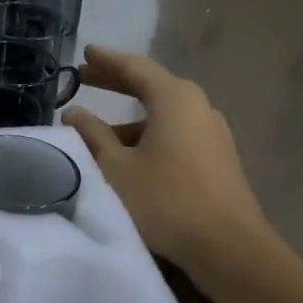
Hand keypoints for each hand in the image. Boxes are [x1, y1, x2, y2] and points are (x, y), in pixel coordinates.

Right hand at [62, 45, 276, 275]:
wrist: (230, 248)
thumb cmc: (166, 201)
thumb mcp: (116, 168)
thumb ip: (92, 135)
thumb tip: (73, 113)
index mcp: (174, 99)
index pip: (134, 67)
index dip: (106, 61)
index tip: (85, 53)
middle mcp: (198, 107)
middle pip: (151, 86)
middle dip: (116, 82)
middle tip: (85, 78)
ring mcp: (212, 133)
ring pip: (163, 114)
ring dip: (129, 117)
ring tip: (97, 129)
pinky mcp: (217, 159)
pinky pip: (176, 133)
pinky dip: (148, 134)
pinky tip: (130, 155)